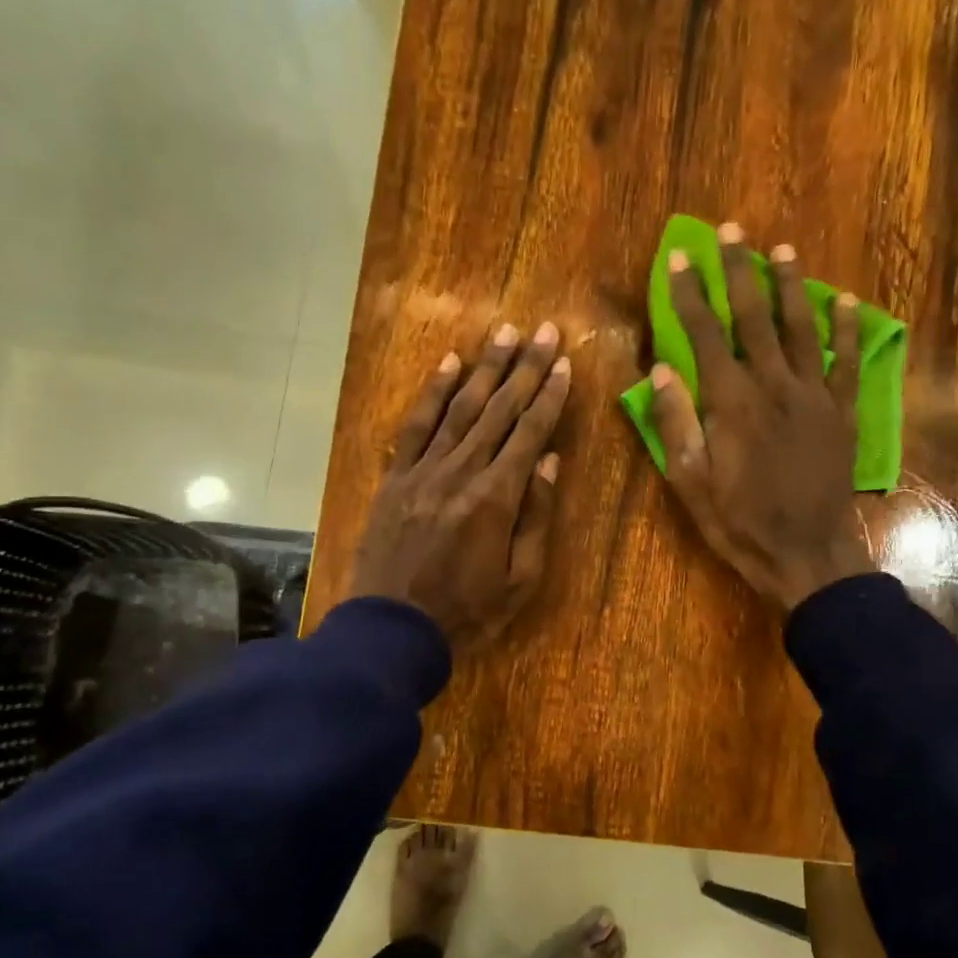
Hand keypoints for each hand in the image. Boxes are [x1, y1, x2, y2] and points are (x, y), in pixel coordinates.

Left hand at [350, 322, 570, 645]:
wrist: (392, 628)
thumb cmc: (467, 610)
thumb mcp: (520, 579)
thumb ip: (536, 517)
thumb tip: (549, 461)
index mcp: (496, 498)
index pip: (530, 433)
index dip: (550, 396)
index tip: (565, 363)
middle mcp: (461, 471)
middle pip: (499, 409)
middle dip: (525, 368)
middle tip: (544, 330)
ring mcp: (424, 470)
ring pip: (460, 407)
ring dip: (485, 368)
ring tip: (506, 333)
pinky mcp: (395, 477)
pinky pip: (416, 426)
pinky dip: (432, 392)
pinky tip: (448, 363)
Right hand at [649, 222, 872, 609]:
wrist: (805, 553)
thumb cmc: (739, 522)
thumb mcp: (690, 482)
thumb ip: (676, 423)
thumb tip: (660, 371)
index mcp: (731, 402)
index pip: (705, 334)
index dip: (688, 294)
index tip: (677, 259)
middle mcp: (773, 385)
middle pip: (754, 316)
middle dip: (737, 271)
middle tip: (730, 232)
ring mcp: (813, 396)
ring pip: (801, 327)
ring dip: (789, 285)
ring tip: (780, 250)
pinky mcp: (842, 412)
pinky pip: (846, 361)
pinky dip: (847, 329)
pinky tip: (844, 301)